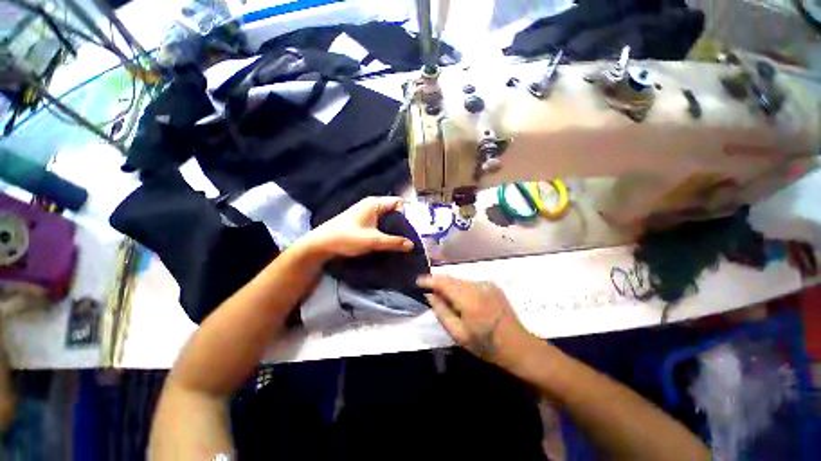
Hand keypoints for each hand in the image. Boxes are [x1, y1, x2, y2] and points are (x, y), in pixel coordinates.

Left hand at [302, 197, 413, 258]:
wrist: (321, 245)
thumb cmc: (347, 238)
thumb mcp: (373, 240)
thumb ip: (393, 242)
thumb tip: (412, 245)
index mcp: (375, 203)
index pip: (398, 203)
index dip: (409, 212)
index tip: (417, 226)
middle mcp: (372, 205)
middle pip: (394, 211)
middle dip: (404, 222)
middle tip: (414, 235)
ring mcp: (367, 214)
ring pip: (387, 219)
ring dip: (395, 228)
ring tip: (406, 240)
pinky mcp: (363, 223)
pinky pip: (381, 224)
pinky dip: (387, 231)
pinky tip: (392, 241)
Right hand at [417, 275, 537, 368]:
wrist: (519, 347)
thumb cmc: (486, 345)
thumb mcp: (458, 334)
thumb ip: (441, 311)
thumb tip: (430, 295)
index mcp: (469, 298)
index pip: (443, 282)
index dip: (429, 280)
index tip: (418, 282)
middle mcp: (477, 285)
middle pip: (451, 279)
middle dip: (438, 284)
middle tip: (430, 294)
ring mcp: (486, 284)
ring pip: (460, 280)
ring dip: (450, 287)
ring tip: (446, 300)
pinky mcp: (492, 286)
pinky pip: (470, 283)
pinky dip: (461, 288)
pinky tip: (462, 301)